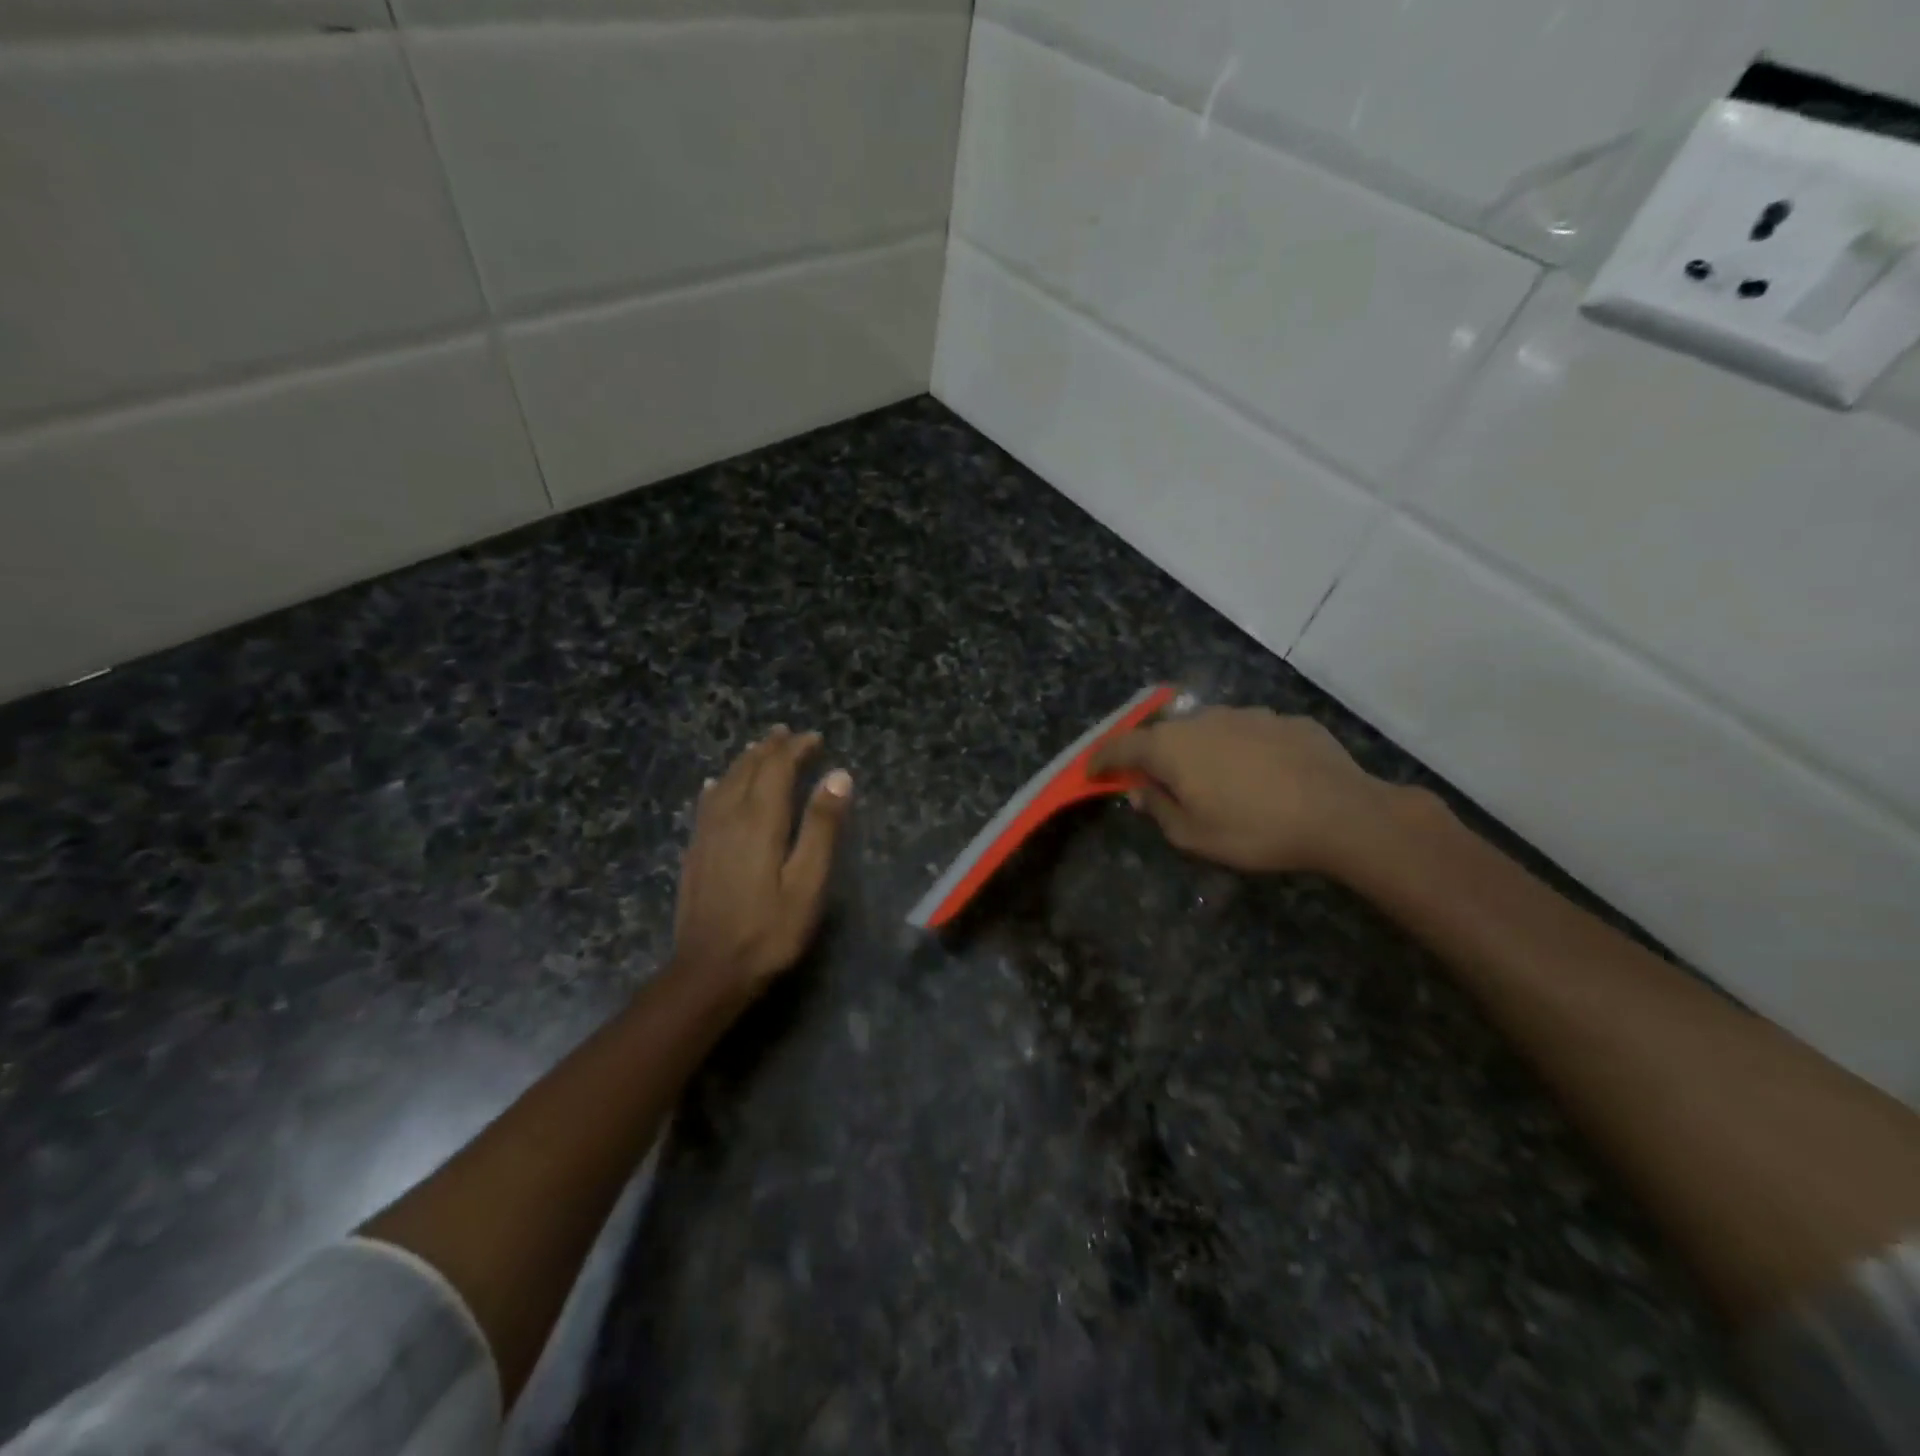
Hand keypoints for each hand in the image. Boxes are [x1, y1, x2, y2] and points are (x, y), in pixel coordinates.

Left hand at [671, 726, 852, 998]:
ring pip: (725, 783)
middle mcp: (730, 818)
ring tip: (758, 748)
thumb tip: (838, 775)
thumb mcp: (808, 882)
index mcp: (761, 821)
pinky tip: (715, 786)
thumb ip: (822, 827)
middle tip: (787, 734)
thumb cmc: (770, 930)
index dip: (795, 749)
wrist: (710, 972)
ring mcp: (707, 835)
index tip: (815, 737)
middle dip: (770, 749)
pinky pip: (706, 806)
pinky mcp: (695, 853)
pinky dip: (717, 787)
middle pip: (749, 770)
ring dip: (744, 762)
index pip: (777, 769)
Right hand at [1091, 707, 1391, 873]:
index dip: (1102, 760)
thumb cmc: (1254, 829)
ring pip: (1208, 729)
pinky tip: (1260, 775)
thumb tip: (1139, 792)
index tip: (1091, 772)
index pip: (1121, 746)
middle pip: (1164, 734)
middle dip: (1153, 755)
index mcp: (1171, 747)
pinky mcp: (1283, 719)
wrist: (1340, 813)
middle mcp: (1203, 719)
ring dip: (1200, 751)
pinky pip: (1248, 733)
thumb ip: (1158, 809)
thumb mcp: (1193, 836)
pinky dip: (1241, 750)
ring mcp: (1246, 714)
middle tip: (1156, 781)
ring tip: (1214, 780)